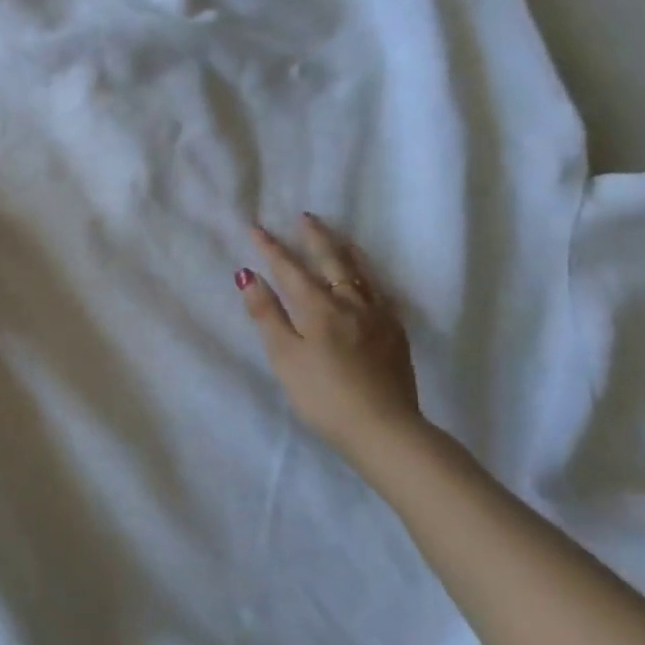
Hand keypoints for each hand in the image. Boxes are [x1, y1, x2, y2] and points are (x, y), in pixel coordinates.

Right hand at [237, 213, 423, 458]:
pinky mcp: (395, 332)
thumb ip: (267, 314)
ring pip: (360, 271)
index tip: (256, 227)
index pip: (290, 268)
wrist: (383, 427)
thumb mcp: (284, 357)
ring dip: (344, 249)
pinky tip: (368, 278)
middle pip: (330, 260)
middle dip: (314, 237)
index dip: (271, 247)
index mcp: (318, 307)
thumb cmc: (323, 395)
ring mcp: (377, 315)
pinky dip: (369, 275)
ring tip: (337, 235)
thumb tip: (249, 275)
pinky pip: (380, 290)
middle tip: (305, 217)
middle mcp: (349, 302)